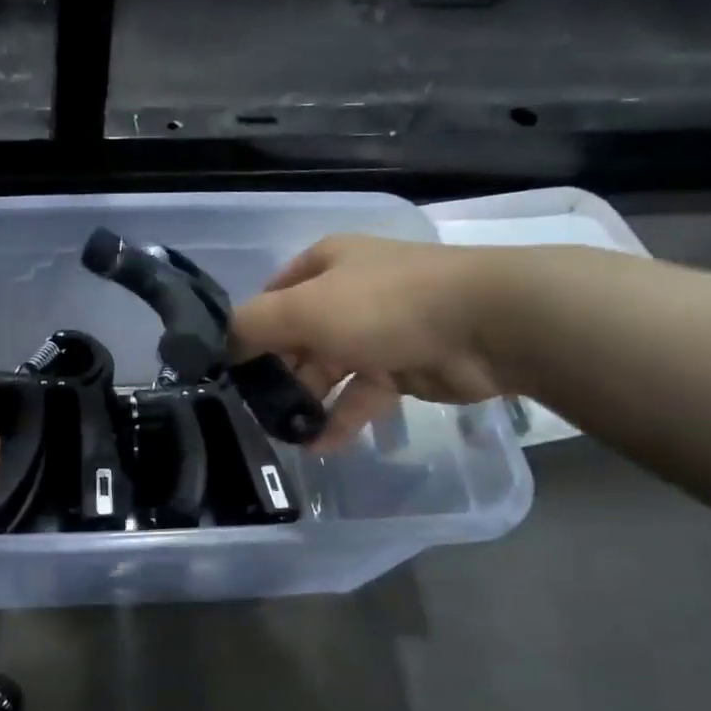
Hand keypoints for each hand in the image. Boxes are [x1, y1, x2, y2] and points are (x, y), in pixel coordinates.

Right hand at [229, 236, 513, 449]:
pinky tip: (318, 446)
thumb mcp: (302, 309)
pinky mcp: (403, 366)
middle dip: (276, 374)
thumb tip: (224, 346)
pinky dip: (340, 419)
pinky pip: (361, 395)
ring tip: (282, 434)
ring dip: (305, 401)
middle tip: (254, 411)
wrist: (486, 325)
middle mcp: (348, 292)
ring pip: (328, 369)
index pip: (272, 298)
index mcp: (325, 265)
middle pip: (298, 337)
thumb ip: (252, 326)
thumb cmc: (382, 305)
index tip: (231, 371)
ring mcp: (378, 330)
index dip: (250, 331)